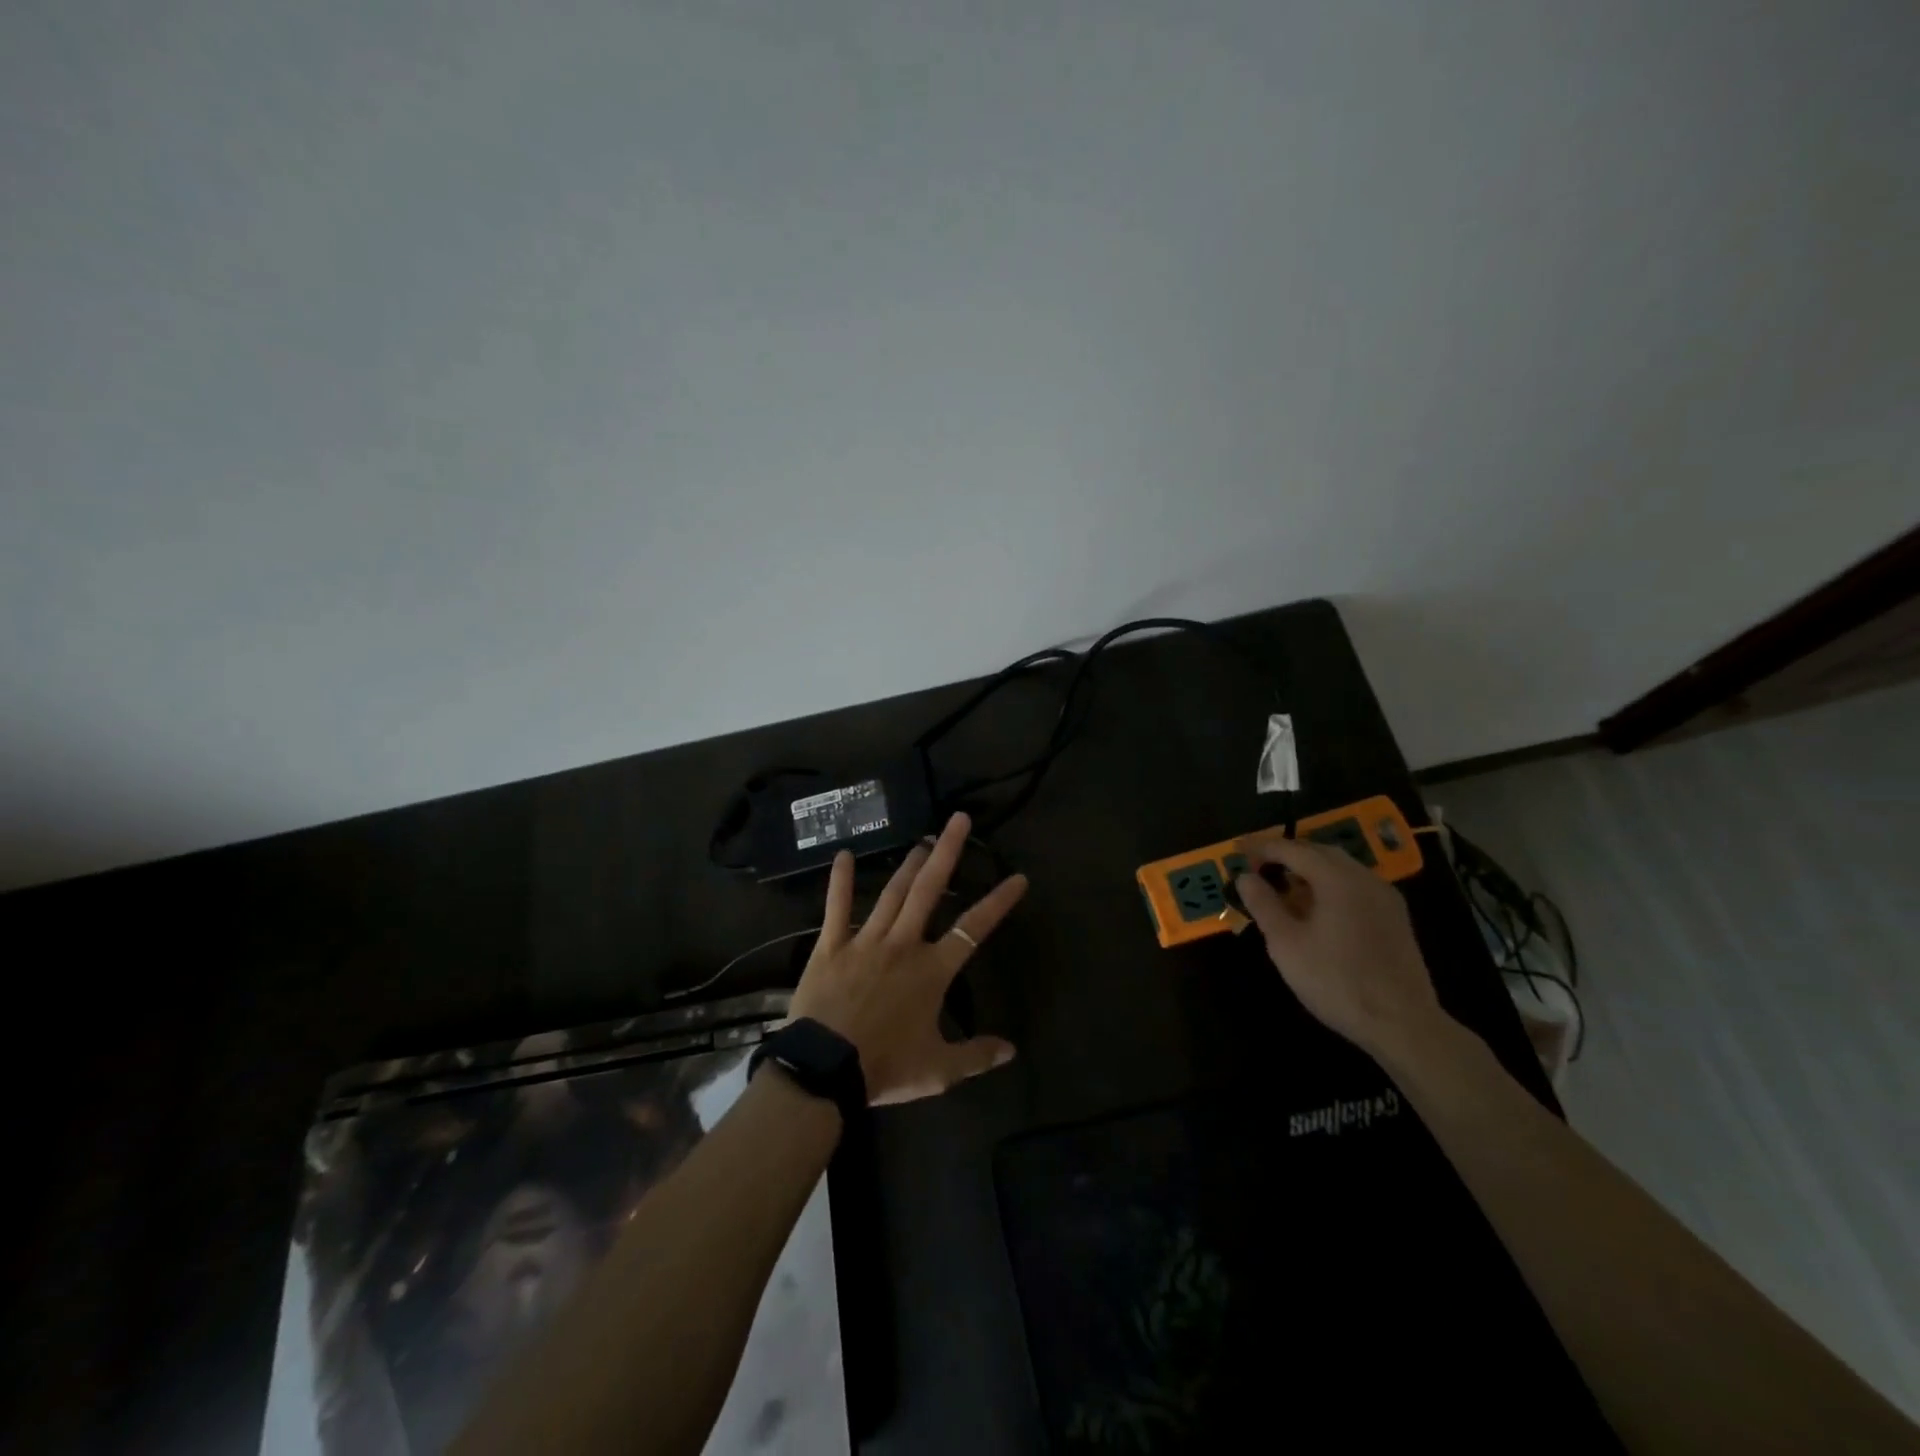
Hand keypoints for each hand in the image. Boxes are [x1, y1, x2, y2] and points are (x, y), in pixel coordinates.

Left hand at [788, 812, 1027, 1105]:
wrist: (824, 1070)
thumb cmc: (885, 1067)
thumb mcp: (938, 1070)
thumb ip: (976, 1056)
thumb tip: (1011, 1049)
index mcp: (931, 970)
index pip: (973, 929)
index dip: (998, 902)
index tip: (1018, 878)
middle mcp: (903, 944)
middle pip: (929, 890)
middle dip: (946, 852)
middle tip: (958, 820)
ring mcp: (865, 941)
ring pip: (892, 893)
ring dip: (909, 864)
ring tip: (922, 839)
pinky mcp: (831, 946)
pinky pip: (836, 908)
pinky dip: (839, 882)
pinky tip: (842, 855)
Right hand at [1234, 834, 1443, 1059]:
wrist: (1402, 1024)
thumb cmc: (1336, 981)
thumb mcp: (1286, 944)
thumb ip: (1263, 904)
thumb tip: (1244, 877)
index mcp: (1337, 879)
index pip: (1292, 849)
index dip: (1261, 848)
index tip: (1237, 853)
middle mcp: (1364, 878)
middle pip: (1319, 851)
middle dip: (1286, 854)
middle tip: (1258, 867)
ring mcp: (1384, 897)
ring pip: (1340, 868)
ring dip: (1308, 869)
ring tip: (1283, 887)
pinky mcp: (1395, 917)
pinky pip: (1355, 885)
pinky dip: (1329, 884)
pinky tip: (1316, 908)